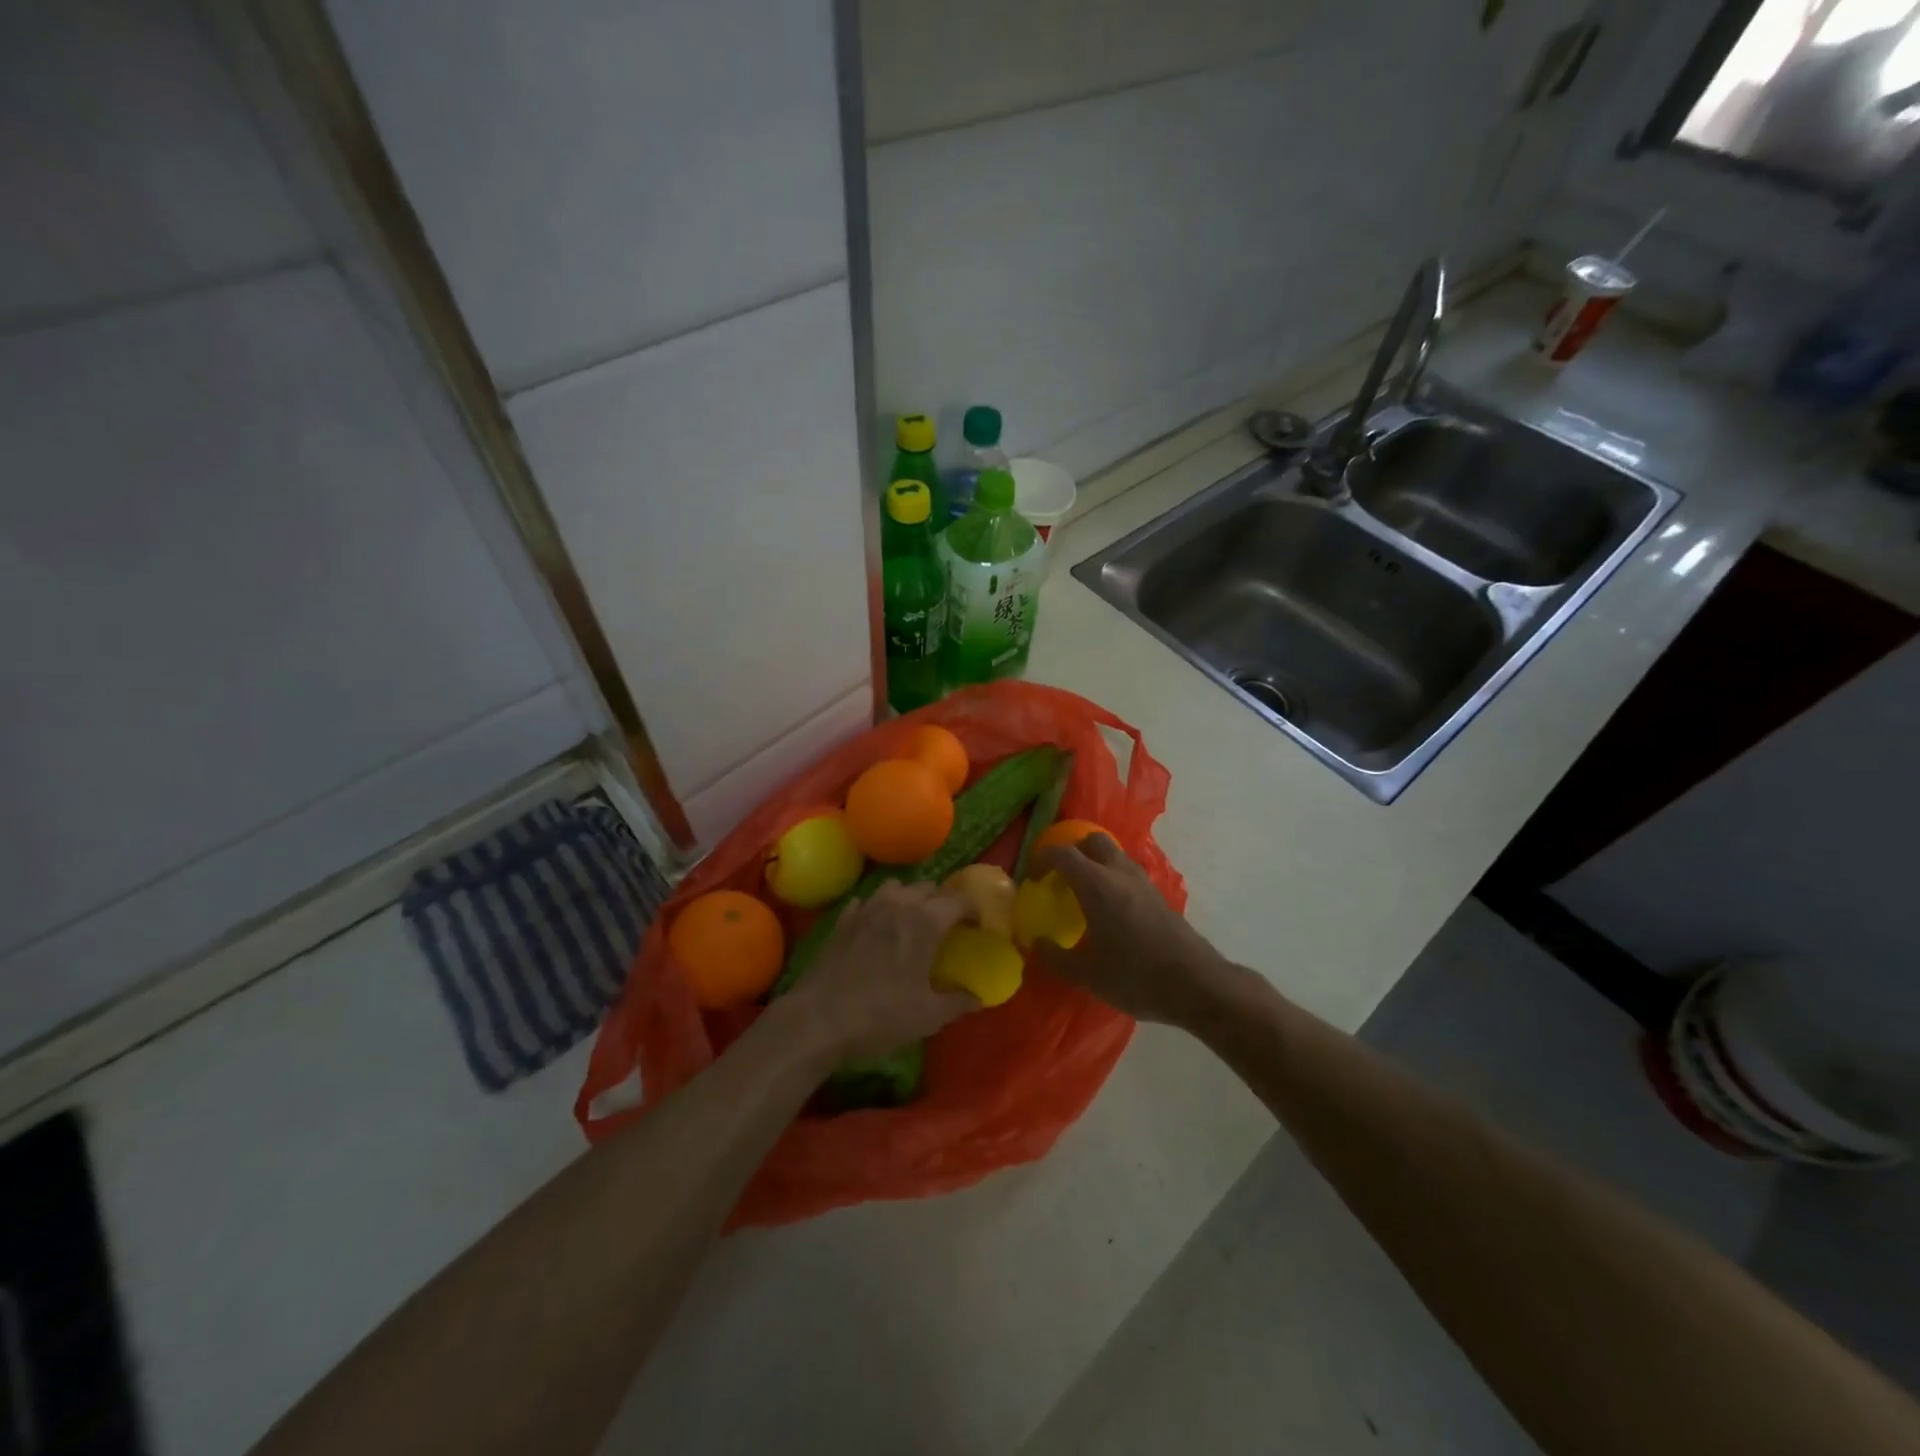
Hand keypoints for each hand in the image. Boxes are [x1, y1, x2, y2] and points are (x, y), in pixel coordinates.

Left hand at [785, 881, 979, 1060]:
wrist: (818, 1019)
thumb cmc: (881, 1015)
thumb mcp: (929, 1016)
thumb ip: (959, 1002)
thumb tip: (979, 997)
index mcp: (926, 921)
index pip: (960, 899)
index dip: (974, 908)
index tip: (978, 924)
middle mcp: (898, 904)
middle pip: (928, 887)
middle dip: (942, 901)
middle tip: (948, 926)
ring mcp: (866, 908)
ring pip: (896, 886)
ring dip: (909, 897)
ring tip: (911, 920)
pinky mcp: (842, 920)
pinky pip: (866, 901)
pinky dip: (877, 908)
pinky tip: (876, 927)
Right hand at [1033, 835, 1240, 1027]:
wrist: (1196, 984)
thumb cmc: (1135, 976)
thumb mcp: (1087, 975)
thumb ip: (1055, 957)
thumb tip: (1036, 943)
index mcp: (1097, 884)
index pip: (1063, 853)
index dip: (1042, 858)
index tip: (1033, 877)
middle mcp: (1120, 874)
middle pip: (1092, 840)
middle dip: (1072, 851)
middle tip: (1059, 877)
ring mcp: (1144, 882)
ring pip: (1114, 855)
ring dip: (1095, 863)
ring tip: (1082, 892)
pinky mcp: (1159, 896)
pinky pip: (1128, 873)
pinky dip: (1112, 878)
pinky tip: (1109, 909)